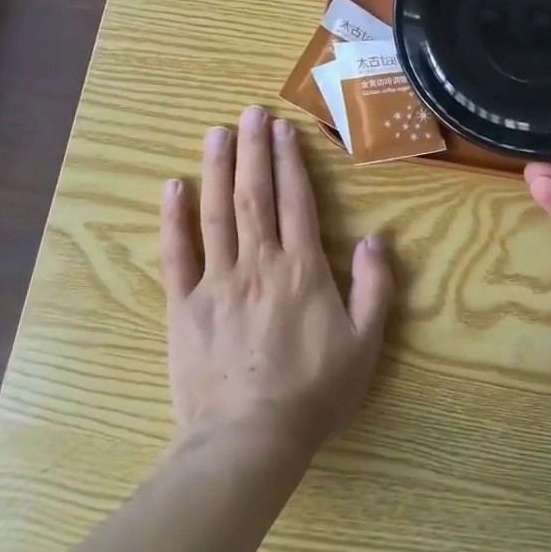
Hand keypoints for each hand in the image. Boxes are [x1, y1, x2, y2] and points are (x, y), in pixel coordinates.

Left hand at [161, 106, 392, 463]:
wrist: (250, 438)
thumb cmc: (314, 392)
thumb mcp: (365, 343)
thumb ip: (375, 287)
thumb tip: (376, 238)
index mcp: (302, 269)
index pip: (297, 201)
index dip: (291, 161)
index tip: (284, 129)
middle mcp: (259, 263)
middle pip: (255, 194)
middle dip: (254, 150)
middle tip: (250, 112)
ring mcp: (217, 281)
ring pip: (217, 212)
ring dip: (218, 169)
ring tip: (217, 133)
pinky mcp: (185, 304)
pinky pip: (178, 253)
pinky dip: (175, 218)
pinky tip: (174, 187)